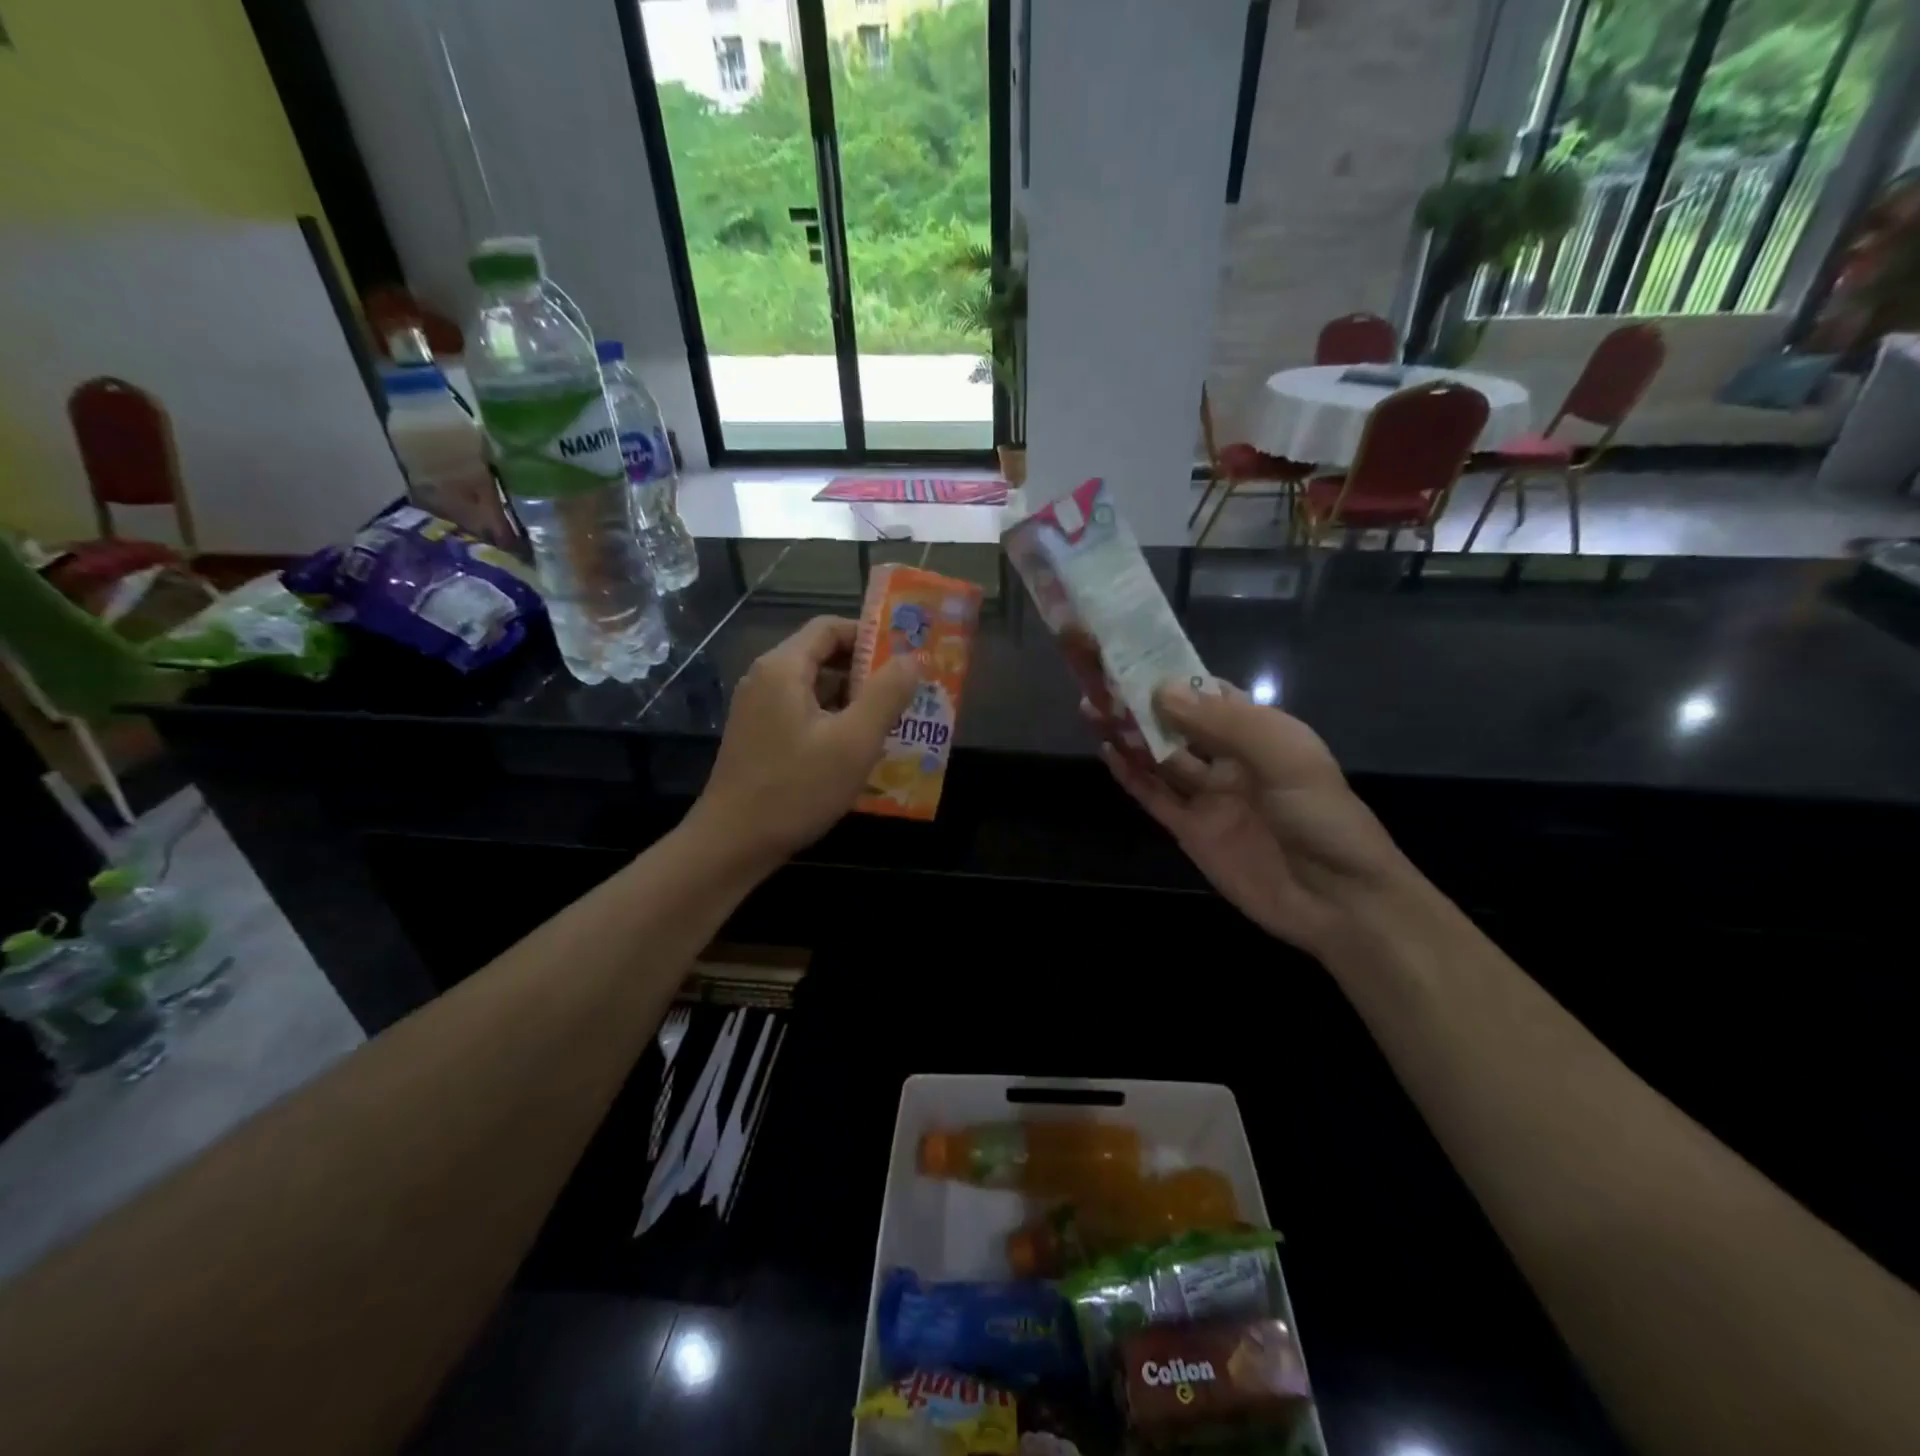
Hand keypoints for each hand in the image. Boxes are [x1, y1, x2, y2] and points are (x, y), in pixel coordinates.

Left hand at [694, 616, 918, 867]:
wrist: (733, 844)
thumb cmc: (796, 789)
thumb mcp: (854, 742)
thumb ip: (886, 694)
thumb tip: (911, 659)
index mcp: (783, 668)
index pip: (830, 627)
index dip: (871, 636)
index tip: (905, 658)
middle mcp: (765, 679)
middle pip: (823, 656)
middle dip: (867, 672)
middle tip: (906, 693)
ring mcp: (758, 709)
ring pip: (815, 689)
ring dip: (853, 700)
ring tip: (892, 722)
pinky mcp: (759, 736)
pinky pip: (803, 713)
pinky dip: (833, 721)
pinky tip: (858, 749)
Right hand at [1091, 682, 1414, 956]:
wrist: (1339, 901)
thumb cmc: (1321, 817)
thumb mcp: (1285, 757)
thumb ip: (1224, 723)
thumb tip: (1161, 689)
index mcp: (1259, 730)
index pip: (1208, 691)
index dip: (1172, 674)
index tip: (1130, 654)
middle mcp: (1229, 757)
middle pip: (1176, 722)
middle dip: (1140, 701)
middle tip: (1097, 680)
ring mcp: (1208, 795)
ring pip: (1159, 756)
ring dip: (1128, 733)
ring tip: (1090, 708)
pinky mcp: (1191, 831)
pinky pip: (1154, 796)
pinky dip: (1131, 775)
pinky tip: (1108, 752)